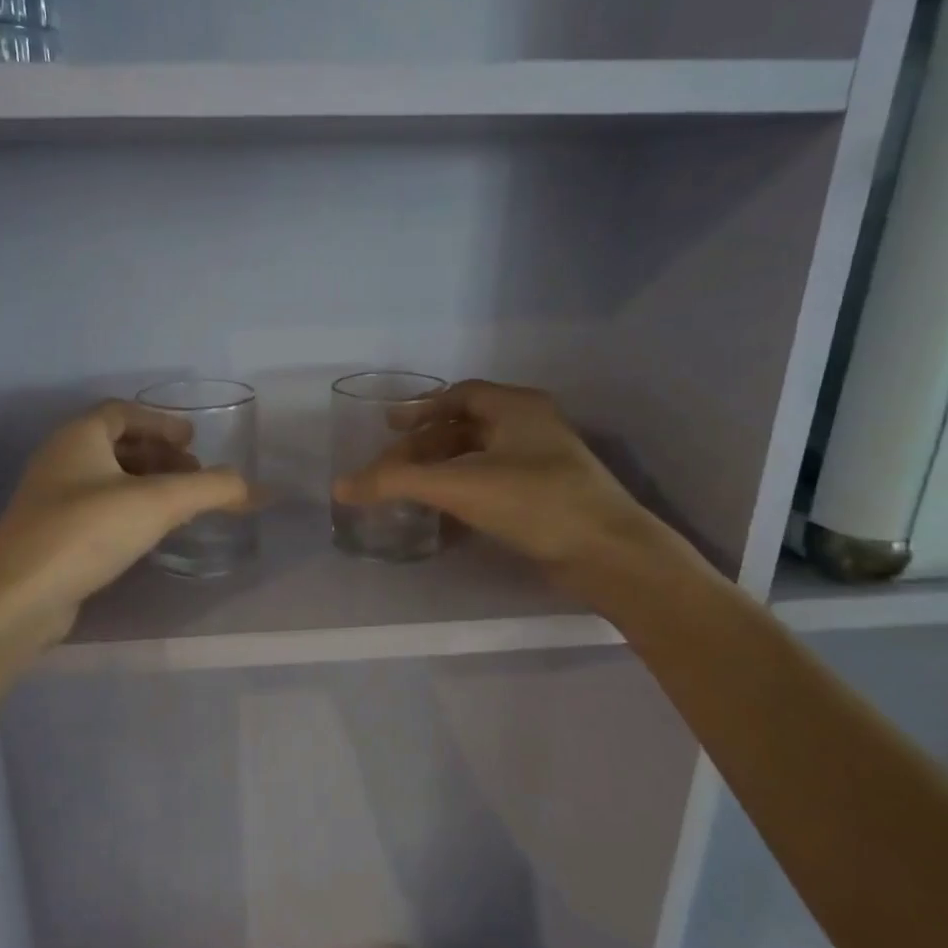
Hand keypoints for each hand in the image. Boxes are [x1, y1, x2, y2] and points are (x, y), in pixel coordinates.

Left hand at [0, 401, 251, 649]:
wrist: (19, 597)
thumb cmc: (87, 532)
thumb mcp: (158, 504)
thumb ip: (211, 490)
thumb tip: (256, 488)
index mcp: (78, 437)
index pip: (122, 412)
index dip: (160, 421)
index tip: (192, 440)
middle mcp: (59, 459)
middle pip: (115, 444)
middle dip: (158, 455)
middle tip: (192, 473)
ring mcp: (50, 499)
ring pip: (105, 478)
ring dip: (144, 483)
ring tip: (178, 504)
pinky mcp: (49, 535)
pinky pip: (96, 508)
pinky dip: (127, 509)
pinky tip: (147, 532)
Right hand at [331, 380, 682, 595]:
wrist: (607, 553)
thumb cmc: (535, 501)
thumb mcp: (459, 486)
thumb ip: (397, 483)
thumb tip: (340, 486)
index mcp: (517, 408)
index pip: (460, 395)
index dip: (421, 408)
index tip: (388, 426)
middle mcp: (531, 427)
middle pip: (465, 427)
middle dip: (426, 445)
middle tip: (392, 466)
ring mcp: (542, 463)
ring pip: (479, 457)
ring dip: (442, 470)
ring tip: (409, 489)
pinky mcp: (545, 497)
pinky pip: (492, 483)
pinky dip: (462, 491)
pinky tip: (442, 513)